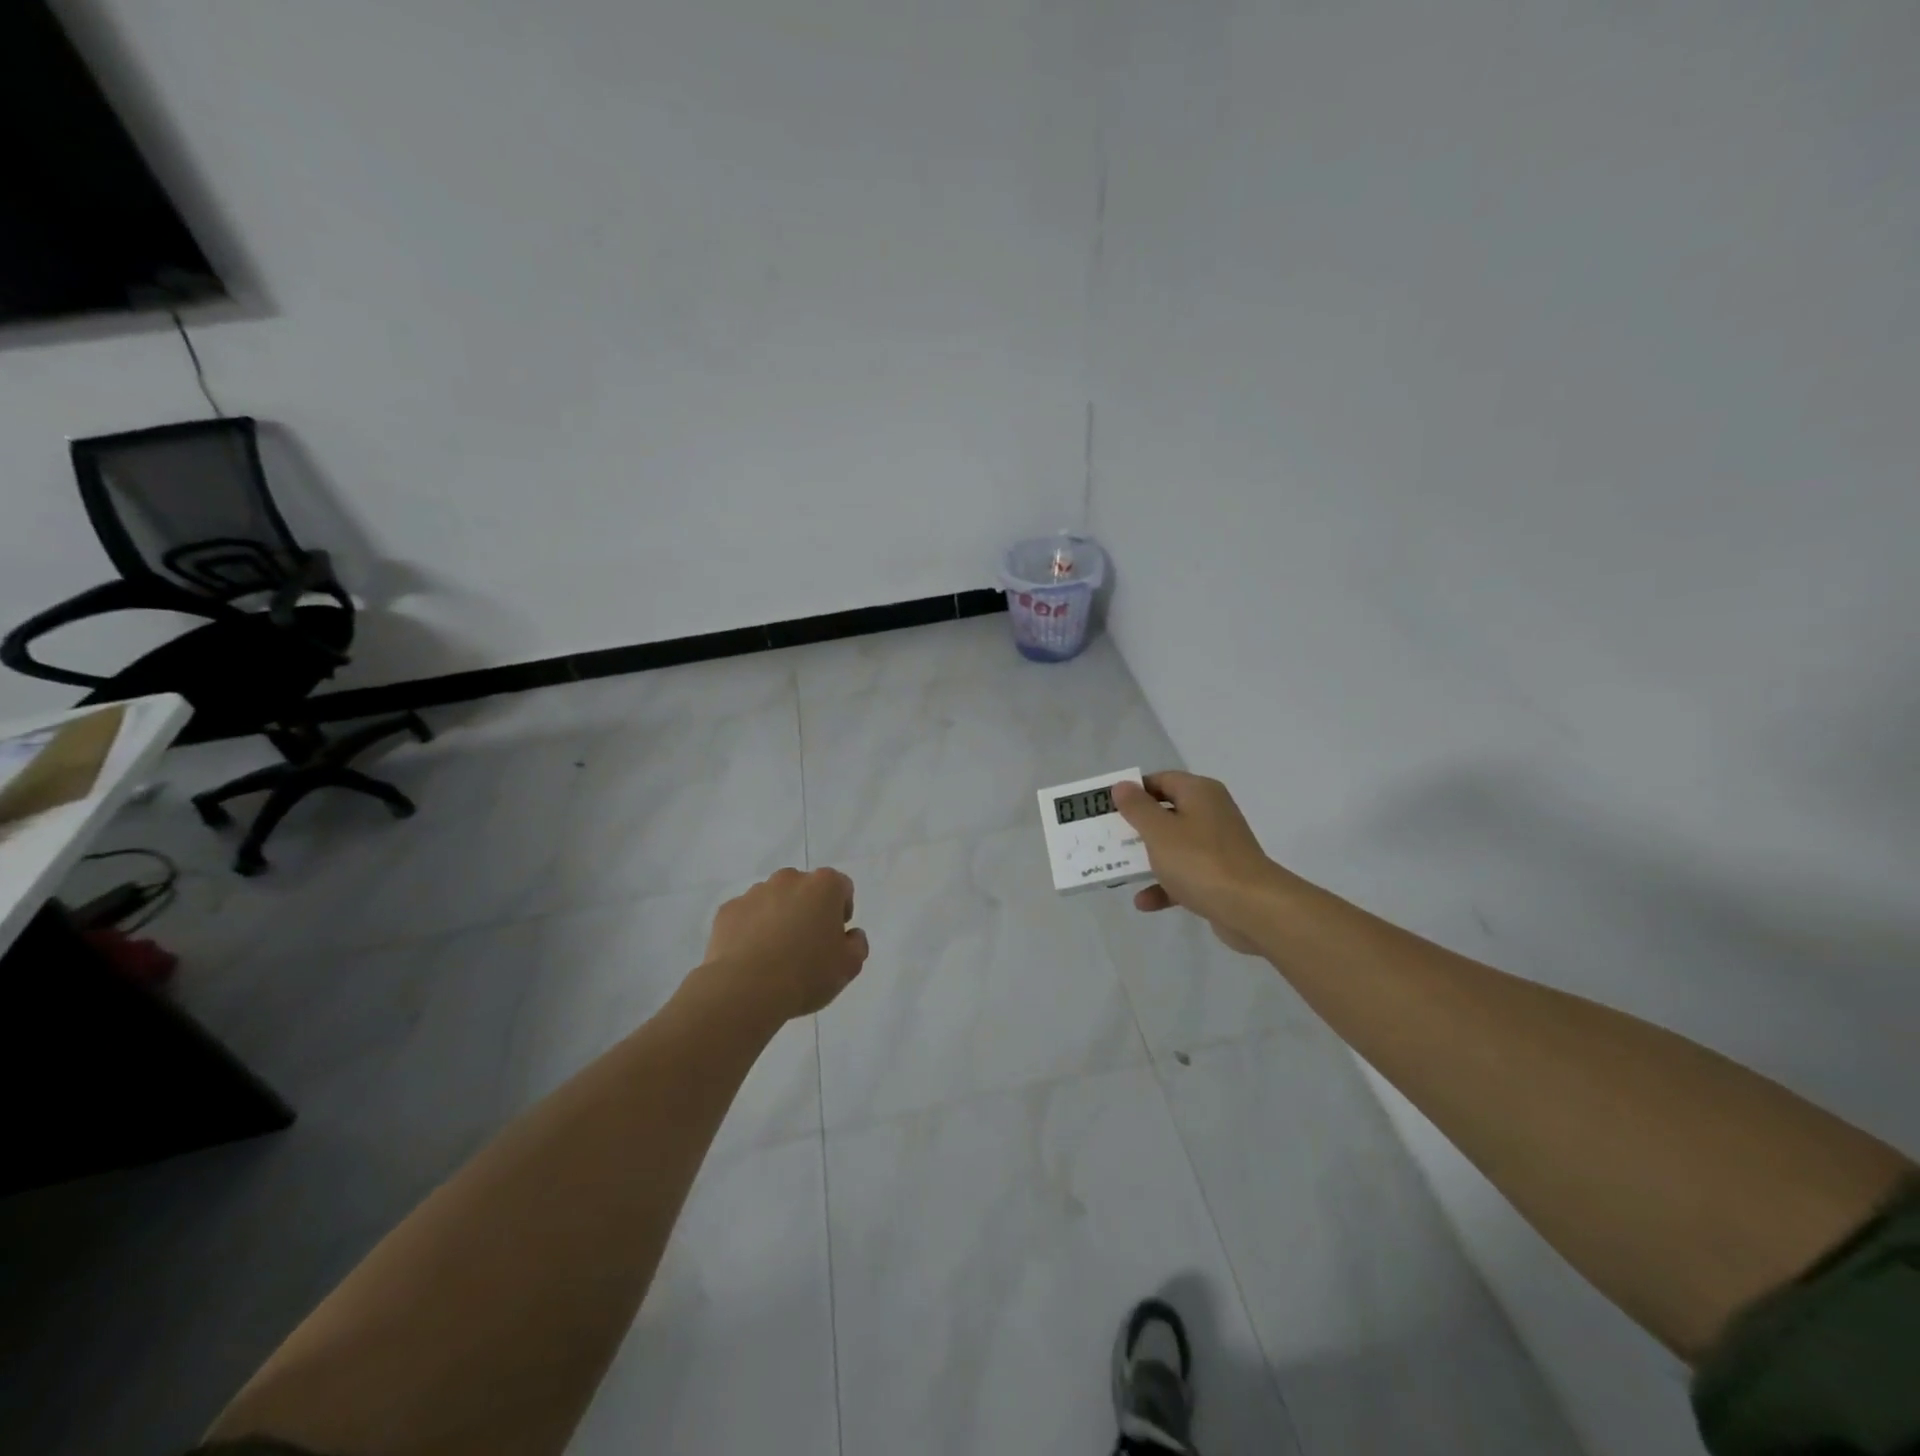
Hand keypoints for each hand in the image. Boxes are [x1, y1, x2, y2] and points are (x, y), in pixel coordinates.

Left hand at [703, 868, 869, 1019]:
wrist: (746, 989)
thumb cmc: (807, 973)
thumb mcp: (849, 966)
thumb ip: (857, 944)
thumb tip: (851, 935)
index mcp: (824, 886)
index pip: (842, 887)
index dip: (842, 910)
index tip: (835, 936)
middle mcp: (789, 879)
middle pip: (805, 889)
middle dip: (808, 910)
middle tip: (806, 945)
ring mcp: (755, 892)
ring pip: (773, 900)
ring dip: (778, 917)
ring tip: (775, 954)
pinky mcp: (728, 910)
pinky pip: (746, 916)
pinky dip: (750, 929)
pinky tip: (751, 958)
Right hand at [1113, 773, 1285, 954]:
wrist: (1252, 908)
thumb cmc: (1200, 861)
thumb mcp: (1159, 831)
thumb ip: (1137, 807)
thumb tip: (1123, 786)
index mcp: (1199, 793)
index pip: (1161, 780)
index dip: (1133, 791)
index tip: (1108, 808)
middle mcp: (1211, 813)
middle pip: (1166, 813)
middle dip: (1136, 827)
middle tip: (1108, 837)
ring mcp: (1217, 846)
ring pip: (1174, 846)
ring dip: (1148, 858)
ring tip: (1119, 870)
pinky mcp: (1220, 876)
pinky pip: (1185, 874)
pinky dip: (1165, 885)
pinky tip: (1144, 902)